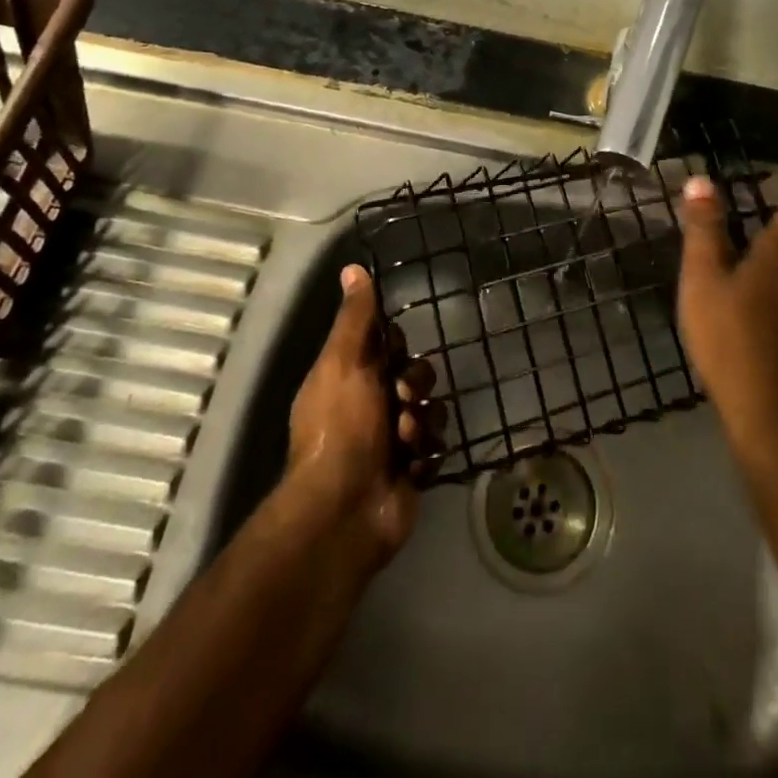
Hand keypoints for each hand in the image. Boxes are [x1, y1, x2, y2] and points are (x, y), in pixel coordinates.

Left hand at [286, 264, 440, 562]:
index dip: (396, 346)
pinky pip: (436, 446)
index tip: (395, 353)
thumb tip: (353, 268)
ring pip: (431, 409)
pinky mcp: (412, 469)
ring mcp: (393, 440)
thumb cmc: (342, 426)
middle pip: (416, 374)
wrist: (347, 508)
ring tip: (405, 440)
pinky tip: (412, 464)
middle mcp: (371, 405)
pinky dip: (426, 453)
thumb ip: (355, 318)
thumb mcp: (344, 363)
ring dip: (422, 421)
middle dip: (416, 384)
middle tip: (404, 399)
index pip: (387, 345)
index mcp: (351, 378)